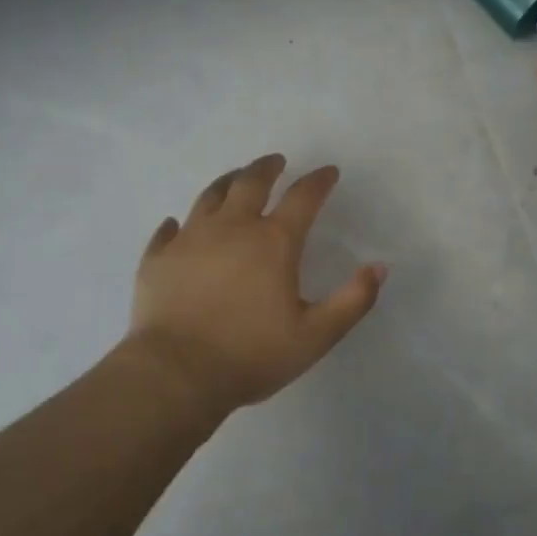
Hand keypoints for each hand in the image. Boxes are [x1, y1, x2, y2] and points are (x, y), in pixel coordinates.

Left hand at [127, 154, 386, 411]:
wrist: (176, 374)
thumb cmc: (252, 355)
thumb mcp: (316, 335)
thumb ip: (353, 301)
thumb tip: (379, 268)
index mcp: (273, 242)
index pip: (303, 198)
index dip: (319, 181)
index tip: (328, 172)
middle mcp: (231, 228)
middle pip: (251, 182)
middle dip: (267, 168)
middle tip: (276, 161)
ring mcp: (190, 239)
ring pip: (210, 196)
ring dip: (227, 182)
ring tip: (235, 178)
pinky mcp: (158, 259)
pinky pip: (168, 231)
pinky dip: (177, 224)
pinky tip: (177, 224)